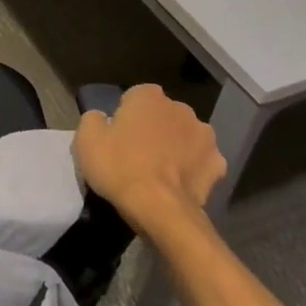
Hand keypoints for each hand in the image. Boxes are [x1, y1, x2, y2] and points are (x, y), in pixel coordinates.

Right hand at [74, 84, 225, 235]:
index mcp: (148, 96)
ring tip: (160, 172)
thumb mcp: (86, 139)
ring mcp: (204, 135)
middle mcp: (180, 108)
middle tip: (137, 154)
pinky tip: (179, 184)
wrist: (159, 209)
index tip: (117, 136)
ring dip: (176, 146)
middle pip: (162, 115)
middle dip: (153, 128)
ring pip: (185, 136)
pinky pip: (201, 161)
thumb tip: (102, 118)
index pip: (134, 97)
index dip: (125, 116)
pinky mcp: (218, 164)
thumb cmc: (119, 167)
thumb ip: (93, 118)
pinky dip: (193, 169)